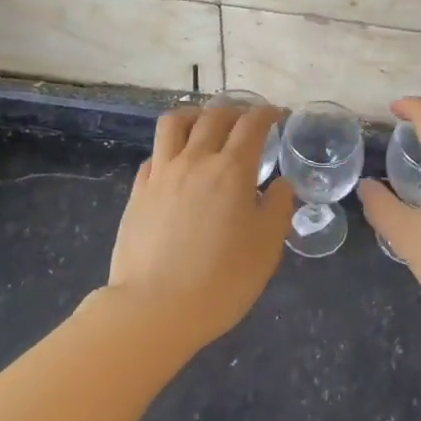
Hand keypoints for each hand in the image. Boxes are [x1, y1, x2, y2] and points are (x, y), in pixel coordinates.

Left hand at [106, 105, 293, 347]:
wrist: (154, 309)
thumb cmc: (221, 280)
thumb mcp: (266, 248)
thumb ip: (278, 208)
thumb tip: (282, 184)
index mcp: (232, 170)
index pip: (252, 124)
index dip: (268, 113)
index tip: (278, 115)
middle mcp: (196, 160)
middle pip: (215, 116)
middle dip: (236, 110)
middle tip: (248, 121)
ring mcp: (162, 173)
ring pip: (176, 123)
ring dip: (196, 115)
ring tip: (206, 125)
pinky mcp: (139, 191)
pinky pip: (155, 154)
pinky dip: (170, 148)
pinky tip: (177, 163)